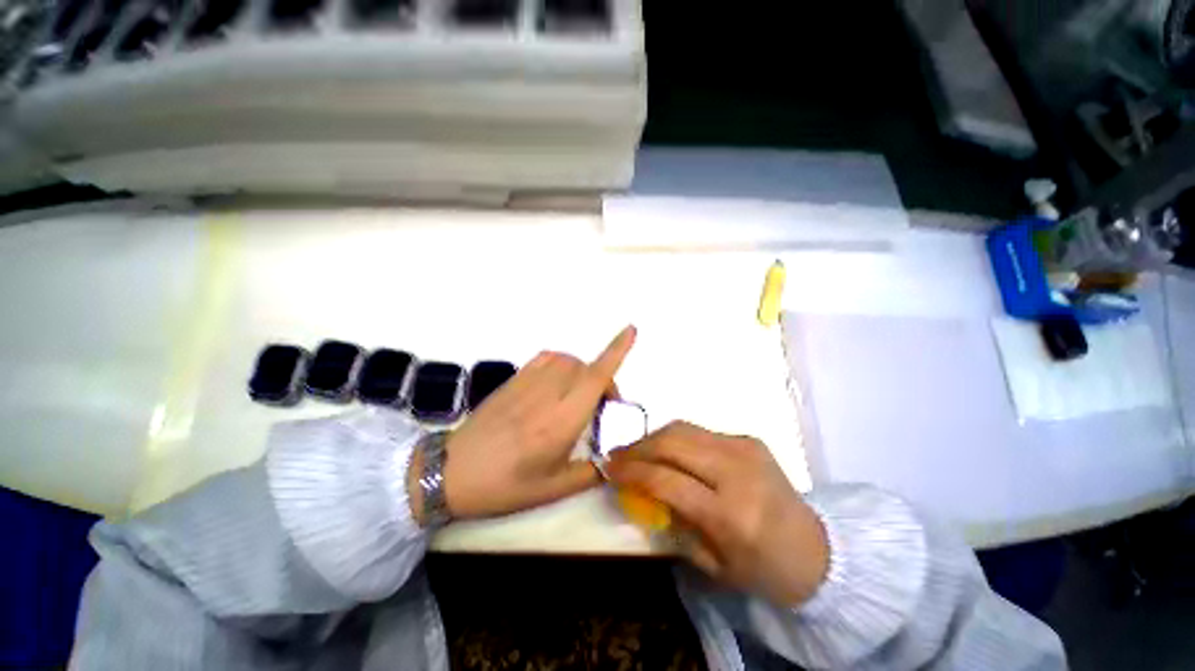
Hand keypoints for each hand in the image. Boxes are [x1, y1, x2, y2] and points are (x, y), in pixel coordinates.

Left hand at [416, 326, 635, 521]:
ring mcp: (528, 383)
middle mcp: (548, 394)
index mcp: (561, 422)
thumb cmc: (504, 486)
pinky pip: (546, 358)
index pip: (595, 377)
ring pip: (567, 360)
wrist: (450, 472)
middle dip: (603, 381)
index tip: (631, 330)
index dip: (616, 351)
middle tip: (600, 408)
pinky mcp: (513, 379)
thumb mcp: (553, 490)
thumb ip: (590, 473)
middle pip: (585, 368)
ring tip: (578, 395)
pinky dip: (560, 364)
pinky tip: (556, 383)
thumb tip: (612, 461)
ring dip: (582, 372)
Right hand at [606, 421, 829, 606]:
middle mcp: (737, 471)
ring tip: (637, 450)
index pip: (667, 479)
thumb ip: (672, 523)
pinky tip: (666, 450)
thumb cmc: (763, 569)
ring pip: (683, 428)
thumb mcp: (713, 565)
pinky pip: (700, 431)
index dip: (632, 471)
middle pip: (672, 442)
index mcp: (730, 514)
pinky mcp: (749, 438)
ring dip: (653, 437)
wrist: (818, 550)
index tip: (609, 469)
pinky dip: (675, 437)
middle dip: (638, 446)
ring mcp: (745, 448)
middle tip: (618, 455)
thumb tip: (641, 490)